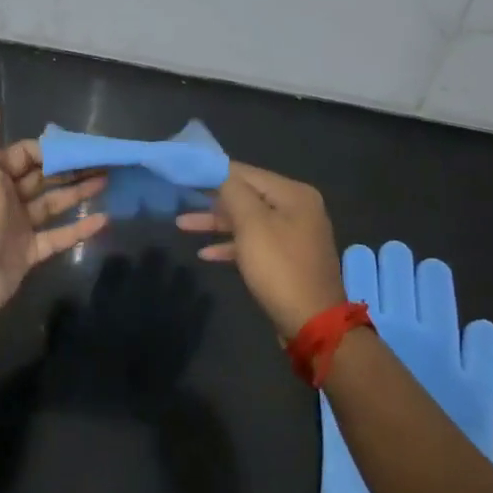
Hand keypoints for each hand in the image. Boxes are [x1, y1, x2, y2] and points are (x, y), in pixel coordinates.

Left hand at [0, 84, 108, 321]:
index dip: (54, 149)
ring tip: (110, 182)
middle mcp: (5, 197)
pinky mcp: (29, 253)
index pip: (27, 154)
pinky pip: (58, 237)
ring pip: (53, 204)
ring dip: (79, 193)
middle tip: (107, 162)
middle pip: (44, 178)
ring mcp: (18, 227)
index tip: (84, 145)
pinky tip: (105, 219)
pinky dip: (79, 228)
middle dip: (72, 169)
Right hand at [177, 163, 344, 338]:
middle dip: (213, 201)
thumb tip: (220, 172)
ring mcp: (293, 235)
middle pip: (247, 196)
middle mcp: (297, 209)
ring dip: (217, 224)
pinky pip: (255, 243)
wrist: (312, 321)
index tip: (186, 173)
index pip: (246, 173)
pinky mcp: (287, 259)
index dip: (215, 172)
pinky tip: (206, 254)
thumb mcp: (253, 225)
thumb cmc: (279, 267)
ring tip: (182, 225)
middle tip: (180, 198)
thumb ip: (234, 193)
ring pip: (248, 221)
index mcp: (293, 194)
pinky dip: (232, 245)